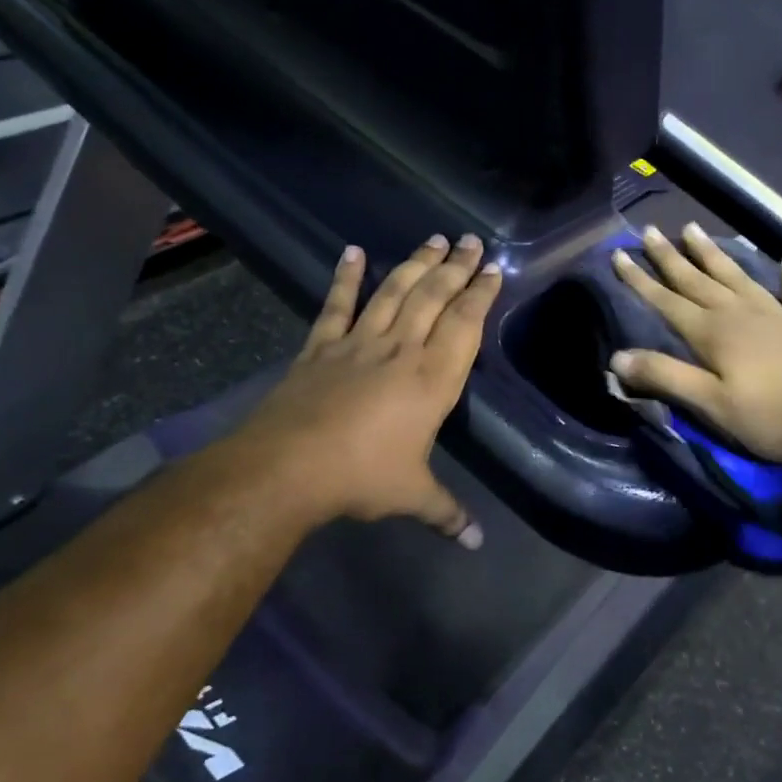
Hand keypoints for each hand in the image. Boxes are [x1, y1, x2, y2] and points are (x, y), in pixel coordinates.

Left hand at [235, 235, 502, 544]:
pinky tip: (352, 252)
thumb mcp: (412, 496)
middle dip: (454, 267)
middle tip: (469, 240)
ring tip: (432, 239)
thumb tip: (477, 542)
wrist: (289, 466)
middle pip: (432, 297)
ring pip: (393, 292)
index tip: (491, 268)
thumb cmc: (362, 476)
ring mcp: (358, 343)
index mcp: (432, 379)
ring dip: (415, 264)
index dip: (480, 293)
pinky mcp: (321, 347)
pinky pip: (337, 306)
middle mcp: (400, 350)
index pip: (464, 324)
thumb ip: (447, 512)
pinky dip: (345, 278)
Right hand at [608, 224, 781, 465]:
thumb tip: (616, 357)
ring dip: (713, 255)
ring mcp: (777, 315)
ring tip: (694, 230)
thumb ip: (665, 378)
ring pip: (736, 277)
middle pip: (697, 281)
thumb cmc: (776, 415)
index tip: (618, 254)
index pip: (666, 301)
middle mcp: (740, 315)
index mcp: (713, 334)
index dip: (639, 280)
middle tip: (650, 230)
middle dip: (670, 258)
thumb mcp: (711, 404)